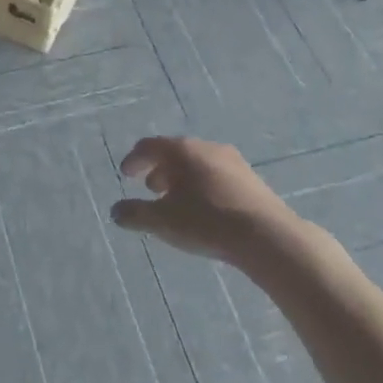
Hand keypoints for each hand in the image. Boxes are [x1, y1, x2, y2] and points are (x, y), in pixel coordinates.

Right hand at [111, 136, 295, 262]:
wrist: (267, 236)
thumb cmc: (207, 221)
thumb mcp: (163, 221)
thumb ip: (135, 215)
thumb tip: (115, 212)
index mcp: (181, 150)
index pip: (149, 146)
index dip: (134, 159)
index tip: (125, 174)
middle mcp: (206, 147)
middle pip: (175, 152)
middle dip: (159, 169)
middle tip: (150, 188)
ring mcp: (232, 161)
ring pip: (197, 163)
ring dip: (182, 178)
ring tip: (177, 200)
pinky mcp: (251, 179)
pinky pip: (217, 175)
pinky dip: (202, 185)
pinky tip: (204, 207)